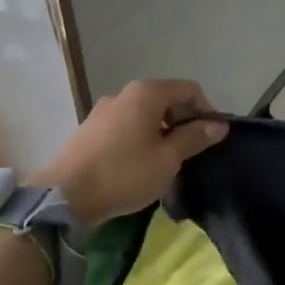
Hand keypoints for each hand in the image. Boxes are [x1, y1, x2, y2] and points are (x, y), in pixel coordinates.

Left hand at [31, 79, 227, 226]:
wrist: (66, 195)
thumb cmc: (124, 173)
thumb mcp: (167, 159)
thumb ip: (194, 138)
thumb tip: (218, 125)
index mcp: (146, 93)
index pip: (189, 89)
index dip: (207, 110)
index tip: (213, 137)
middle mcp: (124, 94)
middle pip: (166, 99)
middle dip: (184, 121)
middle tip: (193, 152)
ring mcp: (103, 111)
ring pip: (145, 115)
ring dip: (162, 132)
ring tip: (169, 161)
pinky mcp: (90, 130)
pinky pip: (126, 127)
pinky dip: (142, 138)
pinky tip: (141, 165)